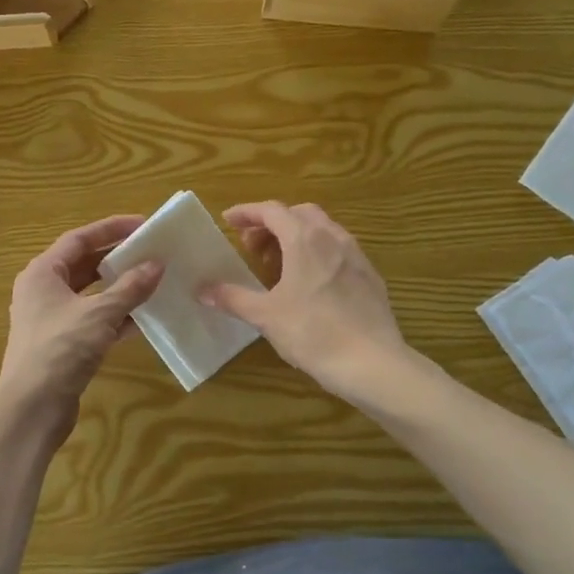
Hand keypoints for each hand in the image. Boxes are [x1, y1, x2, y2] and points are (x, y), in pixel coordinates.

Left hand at [0, 215, 163, 425]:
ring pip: (90, 294)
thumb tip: (157, 265)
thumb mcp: (99, 314)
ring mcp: (52, 319)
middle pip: (84, 264)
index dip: (111, 229)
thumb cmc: (59, 350)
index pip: (79, 239)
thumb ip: (129, 288)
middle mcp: (43, 291)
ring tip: (152, 280)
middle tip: (151, 251)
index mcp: (43, 273)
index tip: (143, 225)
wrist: (31, 408)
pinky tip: (142, 319)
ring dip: (119, 288)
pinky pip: (93, 320)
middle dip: (117, 257)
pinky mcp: (62, 344)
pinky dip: (115, 317)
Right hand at [200, 201, 408, 400]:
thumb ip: (232, 298)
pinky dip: (317, 254)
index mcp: (304, 239)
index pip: (271, 210)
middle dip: (272, 224)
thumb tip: (201, 290)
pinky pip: (338, 250)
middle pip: (298, 214)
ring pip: (322, 230)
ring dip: (296, 238)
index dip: (247, 212)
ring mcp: (356, 255)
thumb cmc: (313, 333)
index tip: (228, 221)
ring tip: (278, 267)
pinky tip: (310, 284)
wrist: (372, 362)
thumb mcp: (266, 316)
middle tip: (252, 248)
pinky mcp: (370, 276)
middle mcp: (333, 237)